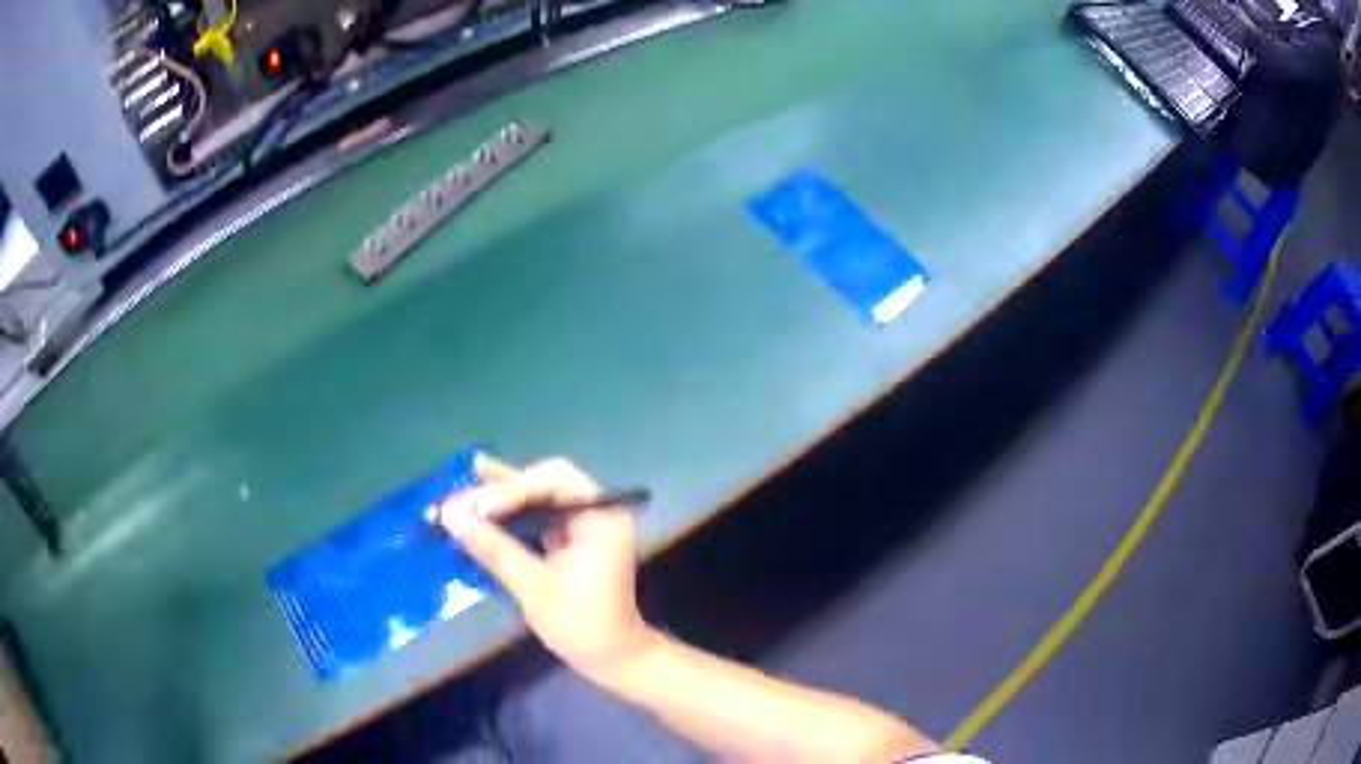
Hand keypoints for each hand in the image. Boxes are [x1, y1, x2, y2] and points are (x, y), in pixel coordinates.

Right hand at [438, 455, 653, 680]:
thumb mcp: (534, 589)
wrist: (614, 659)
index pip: (554, 481)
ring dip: (503, 496)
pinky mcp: (575, 540)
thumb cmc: (581, 626)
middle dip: (503, 489)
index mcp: (601, 520)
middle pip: (546, 483)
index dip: (512, 489)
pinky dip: (514, 513)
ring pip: (541, 496)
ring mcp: (587, 525)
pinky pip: (541, 515)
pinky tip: (484, 506)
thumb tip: (452, 516)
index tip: (477, 508)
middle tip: (462, 499)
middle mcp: (597, 513)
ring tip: (464, 489)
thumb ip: (496, 549)